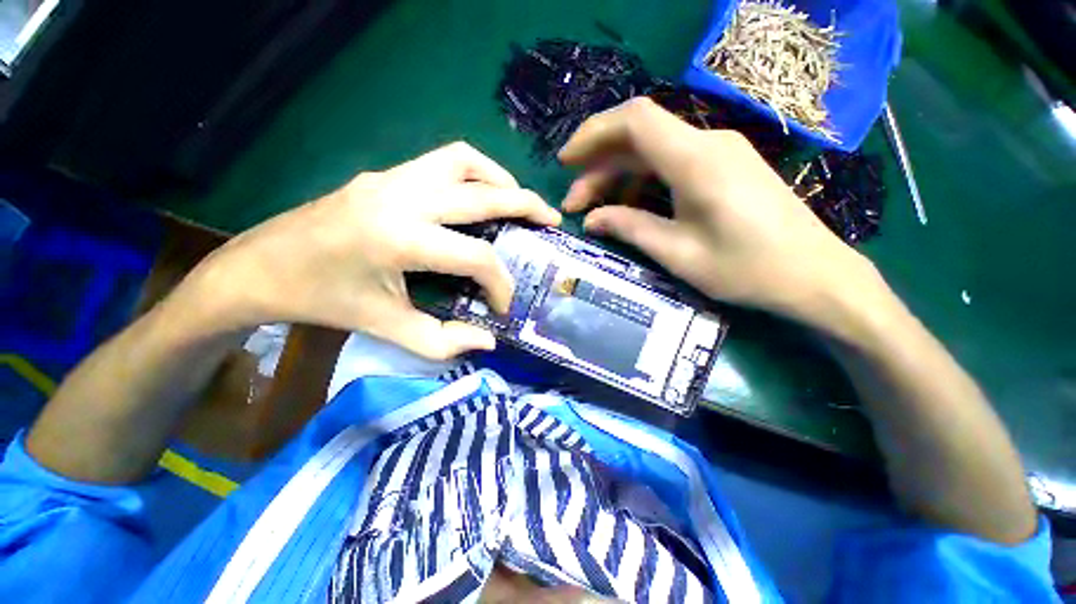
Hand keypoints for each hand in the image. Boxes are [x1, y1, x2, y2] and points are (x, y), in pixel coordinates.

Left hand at [186, 142, 560, 359]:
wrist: (260, 266)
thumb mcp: (386, 329)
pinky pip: (442, 162)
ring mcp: (391, 177)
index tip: (504, 305)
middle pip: (483, 191)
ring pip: (463, 160)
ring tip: (516, 202)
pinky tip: (478, 198)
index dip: (500, 283)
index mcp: (399, 239)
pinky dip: (473, 175)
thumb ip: (443, 340)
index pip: (476, 256)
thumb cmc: (322, 302)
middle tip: (550, 219)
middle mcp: (401, 196)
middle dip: (525, 206)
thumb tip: (488, 342)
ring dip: (499, 178)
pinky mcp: (385, 174)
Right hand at [559, 98, 876, 330]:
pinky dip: (641, 181)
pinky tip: (628, 206)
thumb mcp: (677, 253)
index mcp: (695, 161)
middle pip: (638, 137)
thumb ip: (629, 228)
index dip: (593, 134)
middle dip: (598, 167)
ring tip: (593, 210)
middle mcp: (707, 143)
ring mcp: (718, 152)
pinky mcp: (724, 166)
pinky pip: (671, 163)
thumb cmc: (746, 269)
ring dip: (617, 177)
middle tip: (573, 204)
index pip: (634, 120)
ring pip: (652, 151)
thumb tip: (591, 220)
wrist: (814, 275)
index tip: (566, 162)